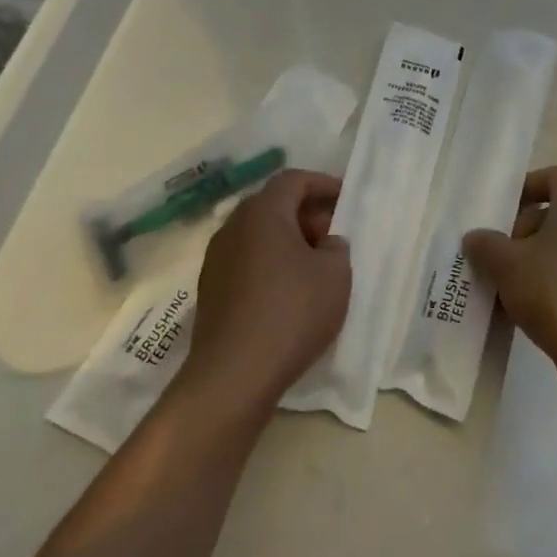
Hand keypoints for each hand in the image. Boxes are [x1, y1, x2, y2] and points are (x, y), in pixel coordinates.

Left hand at [182, 169, 351, 408]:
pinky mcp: (211, 290)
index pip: (293, 180)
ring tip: (315, 265)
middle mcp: (233, 227)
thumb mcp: (335, 274)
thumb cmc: (292, 312)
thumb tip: (325, 244)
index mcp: (263, 213)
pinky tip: (290, 291)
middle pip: (273, 205)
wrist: (233, 375)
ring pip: (258, 235)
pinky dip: (270, 264)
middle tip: (334, 234)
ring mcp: (216, 259)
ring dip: (287, 240)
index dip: (322, 183)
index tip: (346, 198)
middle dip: (306, 213)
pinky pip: (246, 261)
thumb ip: (336, 248)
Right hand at [462, 166, 556, 392]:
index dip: (529, 186)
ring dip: (546, 258)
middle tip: (506, 256)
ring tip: (519, 287)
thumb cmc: (556, 293)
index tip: (506, 211)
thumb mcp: (507, 266)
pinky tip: (545, 310)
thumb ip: (486, 245)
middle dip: (530, 229)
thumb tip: (476, 238)